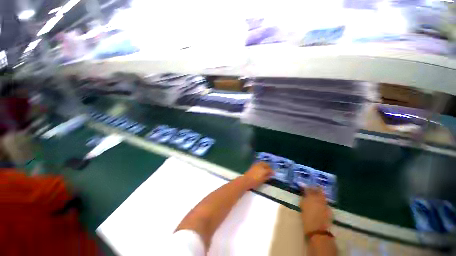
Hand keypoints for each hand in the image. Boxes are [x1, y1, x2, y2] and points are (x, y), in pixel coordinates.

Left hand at [242, 162, 273, 188]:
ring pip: (262, 162)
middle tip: (270, 170)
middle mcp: (260, 166)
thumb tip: (270, 175)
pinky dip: (261, 164)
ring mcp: (256, 165)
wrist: (246, 180)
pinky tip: (261, 168)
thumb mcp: (262, 181)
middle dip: (269, 166)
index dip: (272, 172)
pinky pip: (258, 163)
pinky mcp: (253, 165)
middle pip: (266, 164)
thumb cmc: (255, 182)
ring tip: (266, 168)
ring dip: (265, 164)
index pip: (269, 170)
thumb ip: (267, 177)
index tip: (274, 174)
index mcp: (263, 170)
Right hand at [300, 187, 332, 233]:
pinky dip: (323, 203)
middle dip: (316, 189)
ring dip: (320, 195)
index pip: (309, 189)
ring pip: (323, 196)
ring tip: (317, 195)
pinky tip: (321, 205)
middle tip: (313, 188)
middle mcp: (318, 198)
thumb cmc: (306, 217)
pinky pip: (325, 204)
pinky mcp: (329, 210)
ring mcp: (325, 204)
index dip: (307, 187)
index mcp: (310, 197)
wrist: (316, 229)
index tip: (306, 187)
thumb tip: (305, 196)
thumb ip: (304, 199)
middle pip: (318, 191)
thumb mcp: (302, 206)